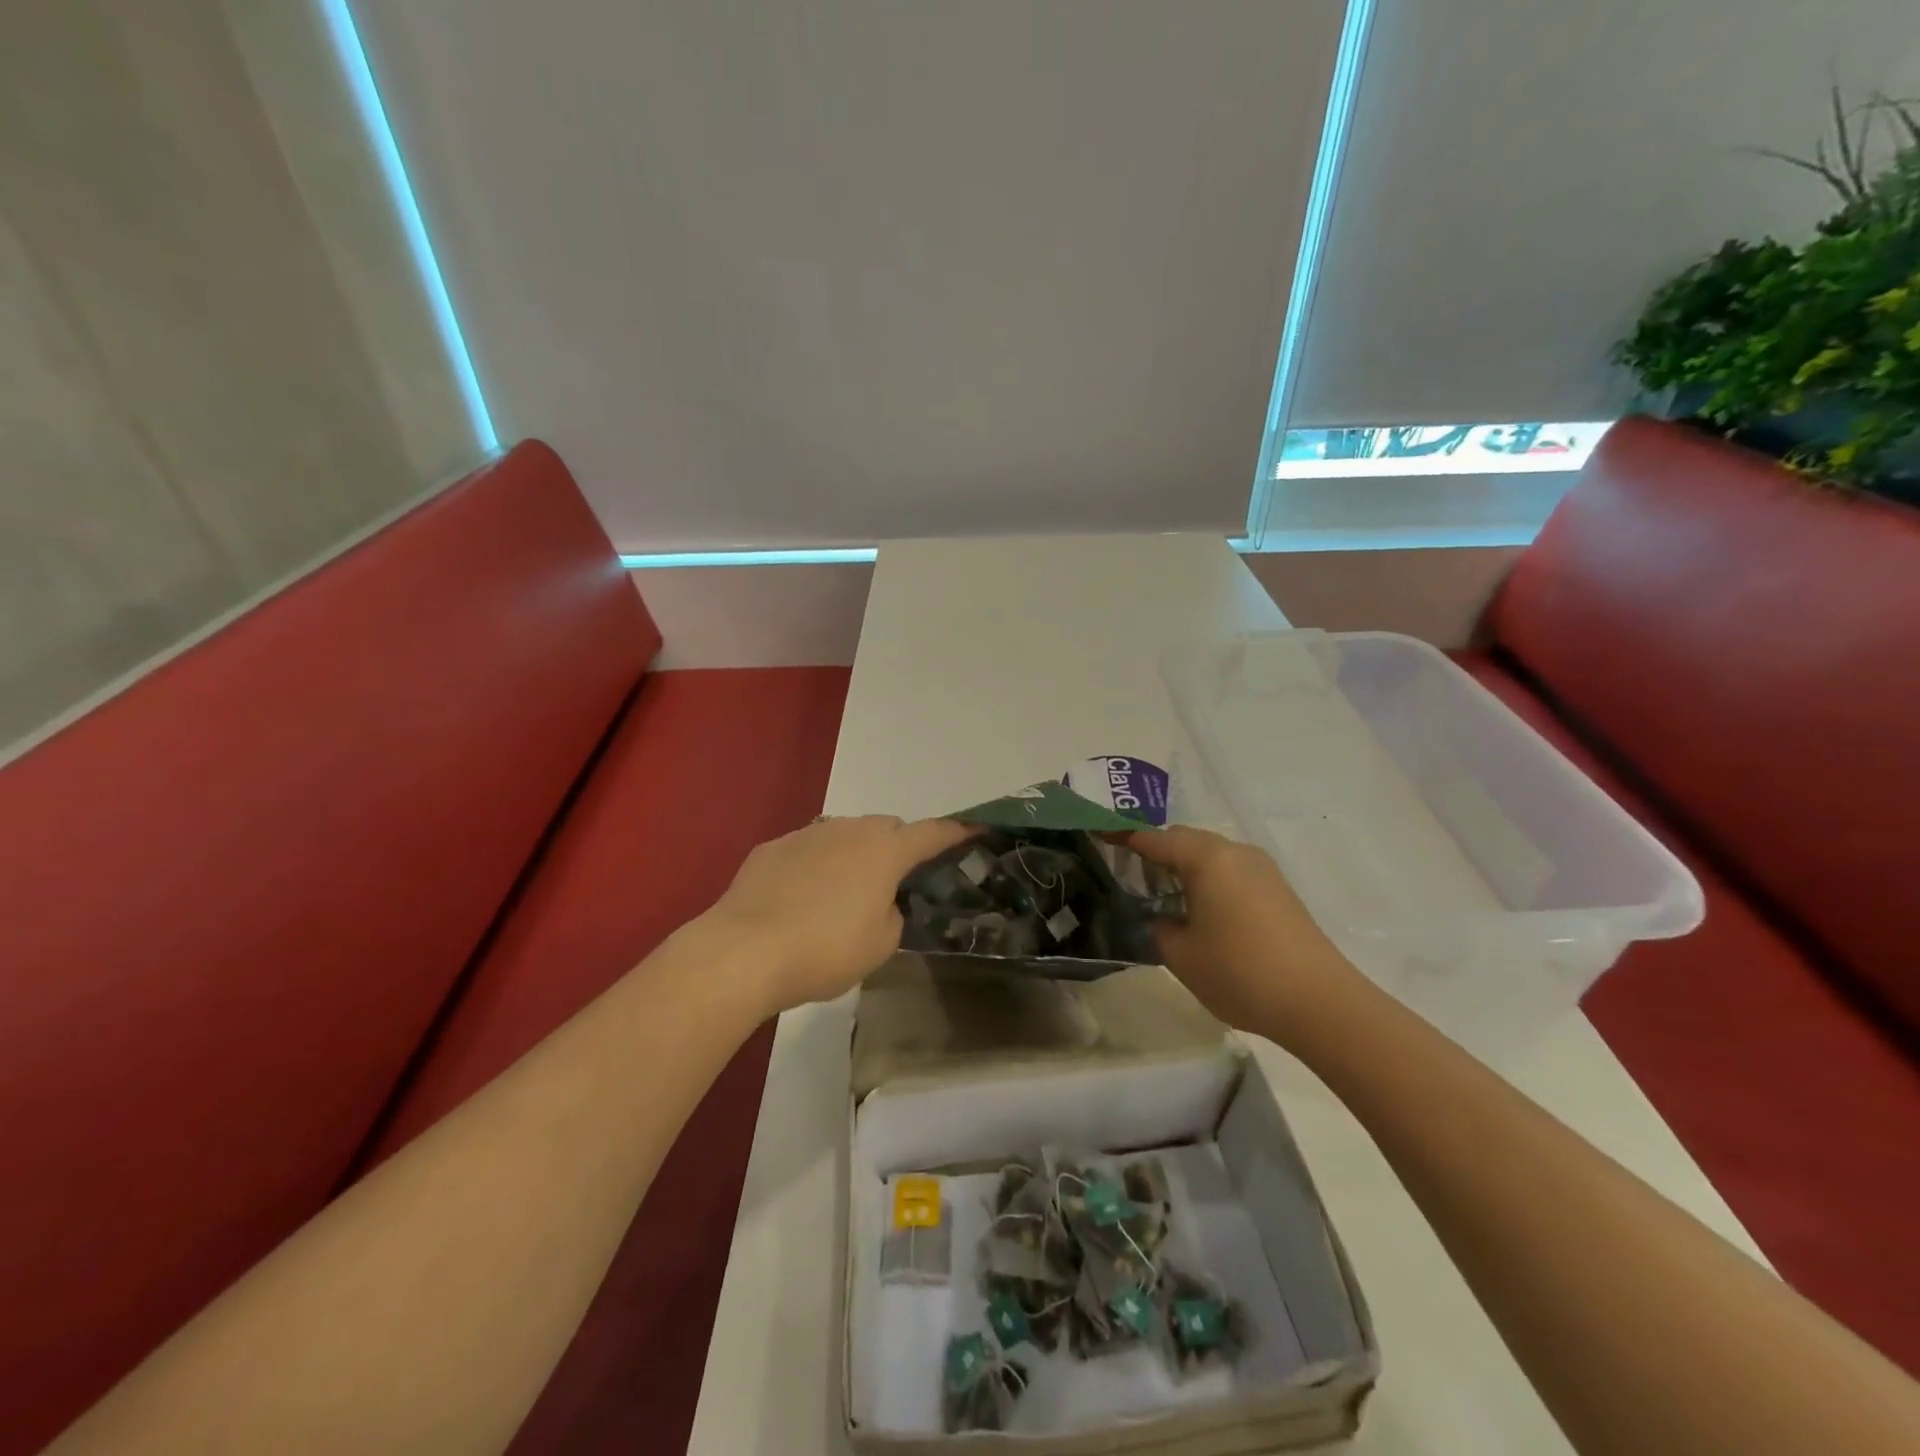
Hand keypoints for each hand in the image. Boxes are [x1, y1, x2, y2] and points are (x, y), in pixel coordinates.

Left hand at [703, 815, 977, 1014]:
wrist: (743, 952)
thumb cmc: (825, 949)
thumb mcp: (880, 944)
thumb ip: (893, 914)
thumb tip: (882, 903)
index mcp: (885, 851)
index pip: (932, 833)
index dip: (956, 833)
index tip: (975, 830)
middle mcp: (848, 830)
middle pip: (887, 828)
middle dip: (898, 847)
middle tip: (896, 882)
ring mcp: (807, 834)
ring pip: (845, 834)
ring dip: (855, 854)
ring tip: (845, 893)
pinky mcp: (772, 848)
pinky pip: (807, 848)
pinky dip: (816, 865)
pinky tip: (801, 898)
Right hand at [1129, 825, 1359, 1037]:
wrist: (1320, 1002)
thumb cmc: (1240, 972)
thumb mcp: (1181, 955)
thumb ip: (1159, 928)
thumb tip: (1162, 917)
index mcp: (1207, 858)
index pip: (1154, 838)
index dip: (1124, 837)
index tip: (1099, 838)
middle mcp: (1235, 853)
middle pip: (1185, 840)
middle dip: (1155, 852)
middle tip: (1129, 875)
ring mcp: (1262, 870)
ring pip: (1211, 855)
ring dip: (1184, 867)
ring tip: (1162, 896)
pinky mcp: (1278, 890)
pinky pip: (1231, 871)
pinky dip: (1208, 880)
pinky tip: (1200, 910)